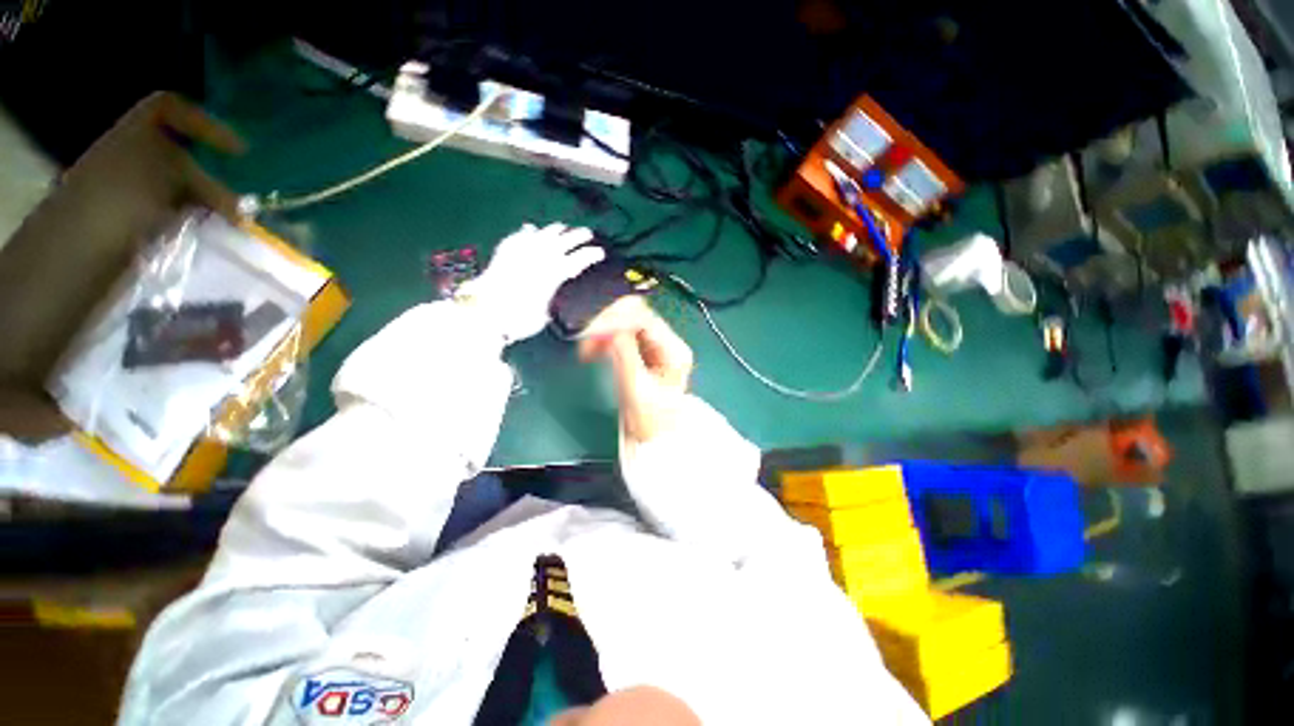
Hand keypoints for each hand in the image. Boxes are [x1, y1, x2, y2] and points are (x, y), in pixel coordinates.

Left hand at [460, 223, 604, 343]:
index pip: (577, 260)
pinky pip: (518, 238)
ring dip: (554, 230)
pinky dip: (526, 233)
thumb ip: (549, 302)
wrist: (484, 312)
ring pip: (542, 235)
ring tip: (561, 227)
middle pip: (563, 242)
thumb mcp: (543, 315)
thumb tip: (550, 300)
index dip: (590, 255)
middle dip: (577, 236)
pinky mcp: (504, 253)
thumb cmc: (519, 319)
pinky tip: (529, 229)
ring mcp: (521, 253)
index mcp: (554, 274)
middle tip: (588, 233)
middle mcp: (540, 258)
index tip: (600, 253)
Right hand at [580, 297, 693, 444]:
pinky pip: (621, 335)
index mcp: (673, 351)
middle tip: (586, 338)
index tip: (593, 331)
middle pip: (636, 316)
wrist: (654, 439)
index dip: (616, 320)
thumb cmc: (650, 420)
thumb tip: (610, 329)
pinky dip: (605, 339)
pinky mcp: (643, 352)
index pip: (645, 319)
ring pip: (626, 323)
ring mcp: (656, 347)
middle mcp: (667, 343)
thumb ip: (625, 355)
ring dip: (604, 330)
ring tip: (587, 348)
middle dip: (608, 323)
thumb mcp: (637, 389)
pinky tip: (592, 349)